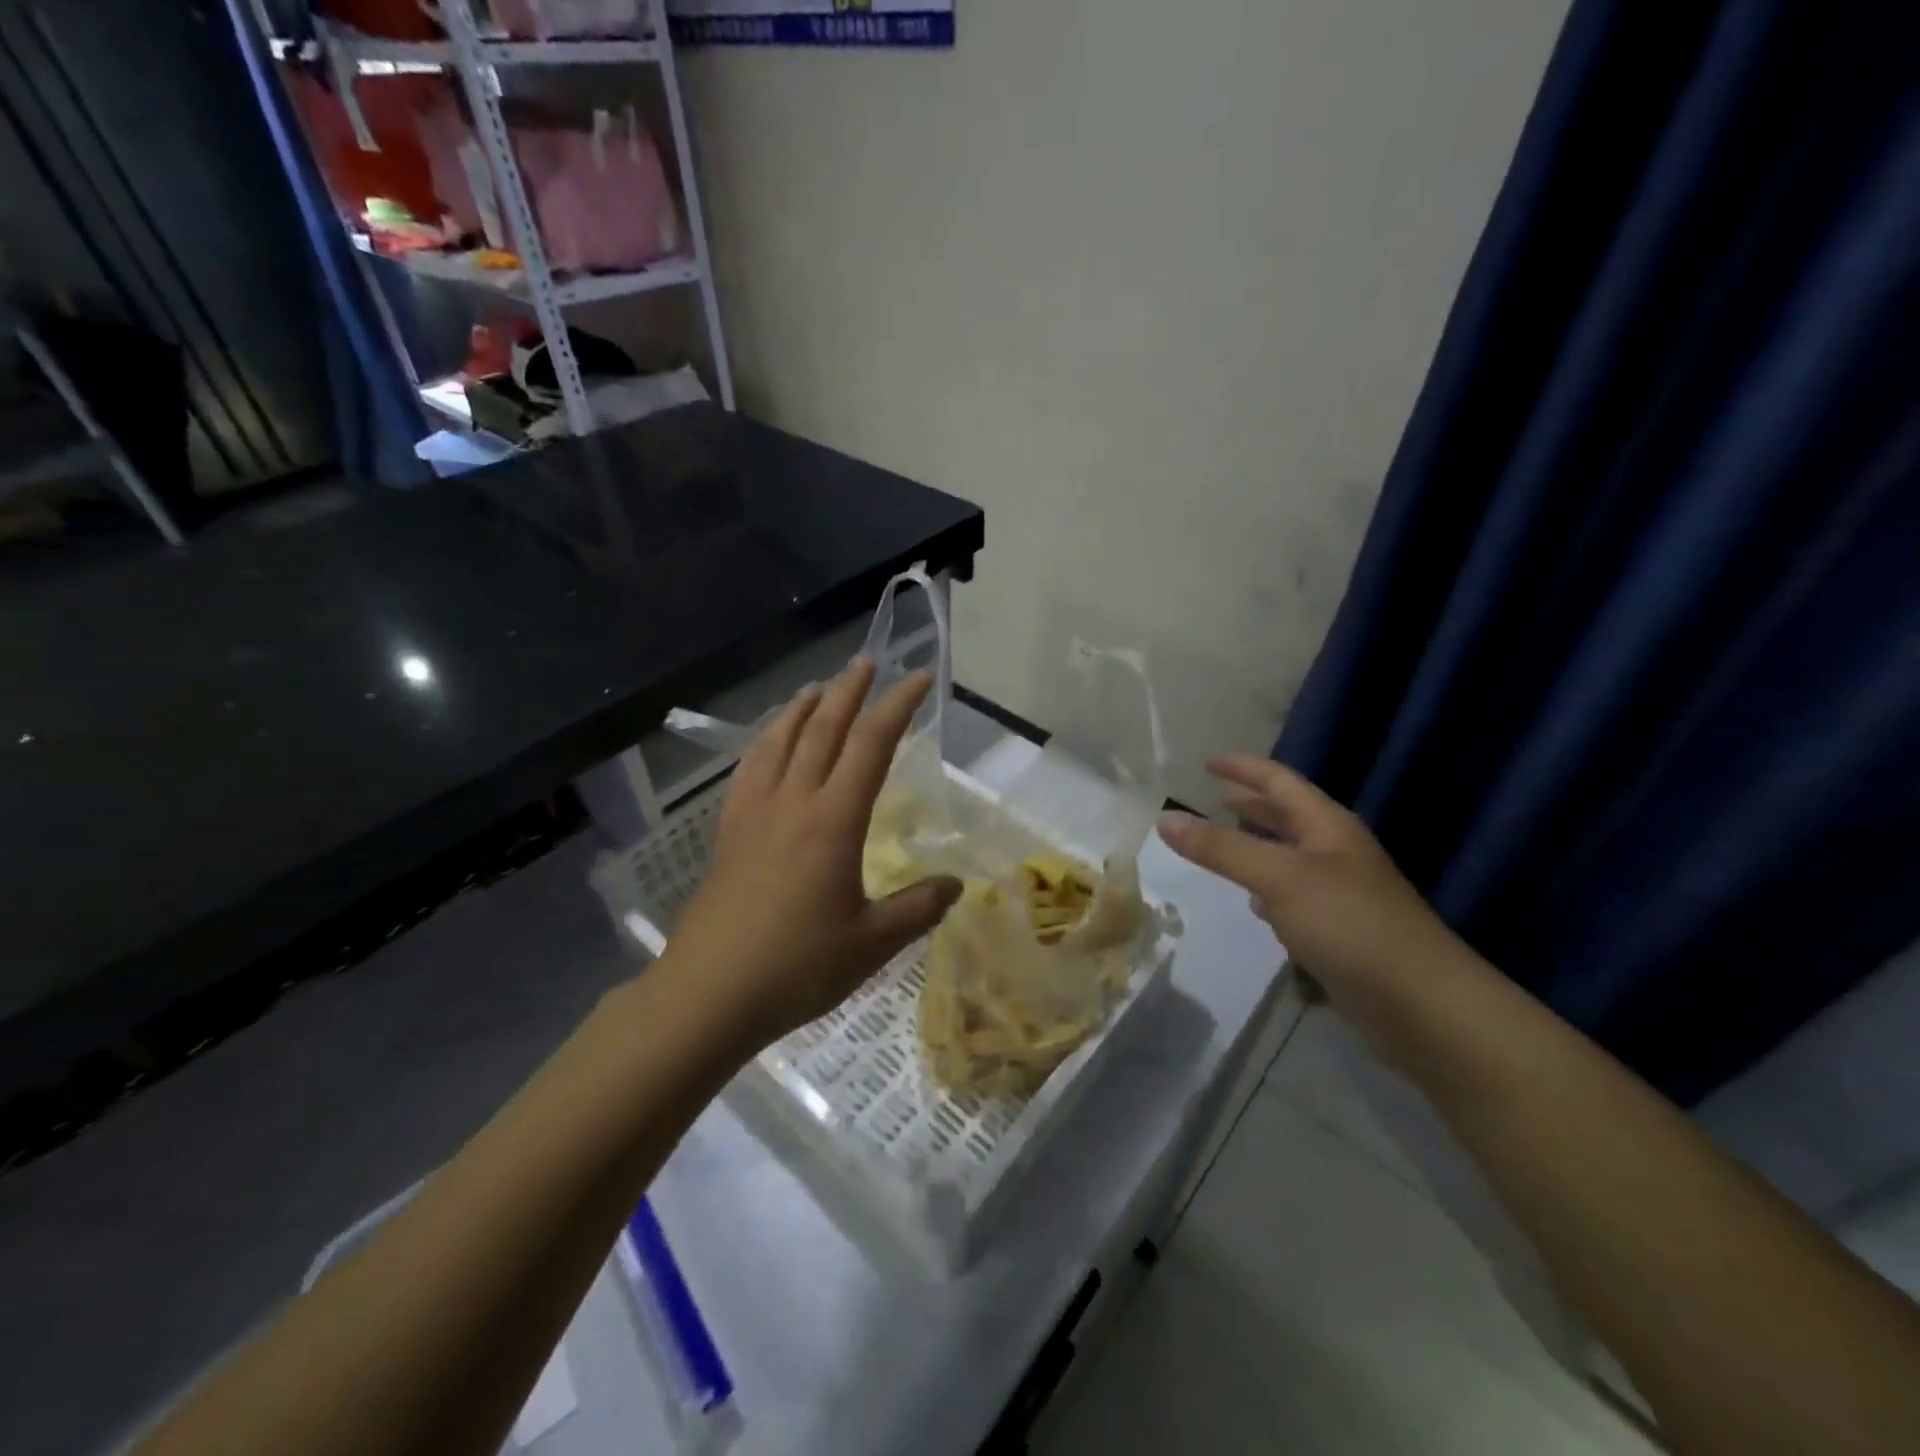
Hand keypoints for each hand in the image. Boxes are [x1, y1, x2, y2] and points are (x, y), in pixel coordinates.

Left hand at [663, 659, 962, 1049]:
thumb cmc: (796, 967)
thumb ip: (918, 908)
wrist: (708, 993)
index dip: (897, 706)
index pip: (872, 745)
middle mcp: (793, 802)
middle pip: (823, 729)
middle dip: (849, 691)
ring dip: (803, 708)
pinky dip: (766, 741)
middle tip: (867, 661)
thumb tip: (956, 885)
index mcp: (833, 821)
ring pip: (780, 741)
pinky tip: (770, 742)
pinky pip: (750, 768)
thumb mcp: (872, 943)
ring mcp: (754, 813)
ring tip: (819, 688)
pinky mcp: (728, 831)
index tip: (918, 677)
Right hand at [1157, 756, 1468, 1001]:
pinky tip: (1253, 904)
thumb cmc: (1349, 923)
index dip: (1244, 768)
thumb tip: (1165, 818)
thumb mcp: (1278, 877)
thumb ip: (1221, 848)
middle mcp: (1336, 851)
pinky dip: (1268, 889)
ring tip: (1223, 844)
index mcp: (1327, 826)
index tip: (1207, 763)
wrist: (1421, 1003)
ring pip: (1289, 857)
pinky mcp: (1340, 930)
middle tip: (1213, 799)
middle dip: (1250, 804)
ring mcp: (1341, 892)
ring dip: (1257, 846)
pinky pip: (1295, 896)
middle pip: (1288, 816)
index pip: (1279, 781)